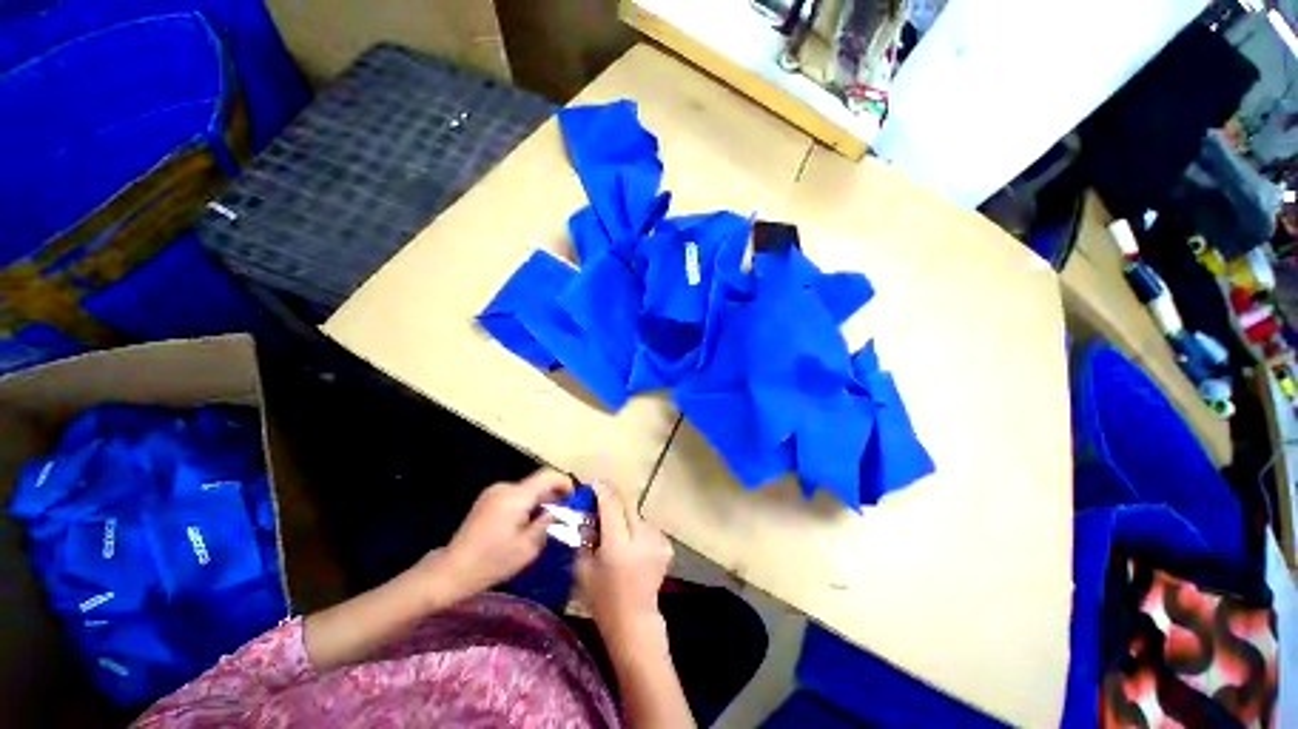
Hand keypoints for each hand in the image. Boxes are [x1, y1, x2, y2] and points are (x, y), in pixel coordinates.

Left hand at [435, 469, 574, 600]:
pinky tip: (526, 522)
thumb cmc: (491, 562)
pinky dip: (526, 503)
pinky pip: (514, 495)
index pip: (547, 476)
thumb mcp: (527, 548)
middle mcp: (504, 488)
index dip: (564, 482)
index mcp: (516, 496)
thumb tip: (558, 511)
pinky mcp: (486, 500)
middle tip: (564, 512)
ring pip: (526, 490)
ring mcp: (493, 492)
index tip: (575, 496)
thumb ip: (547, 524)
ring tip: (547, 520)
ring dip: (539, 500)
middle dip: (553, 495)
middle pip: (537, 483)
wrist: (450, 571)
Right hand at [576, 482, 673, 647]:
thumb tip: (587, 513)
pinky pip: (647, 527)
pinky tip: (631, 544)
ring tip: (616, 531)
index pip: (612, 505)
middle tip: (601, 501)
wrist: (634, 621)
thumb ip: (585, 536)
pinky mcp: (666, 546)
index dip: (602, 491)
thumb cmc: (603, 599)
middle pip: (628, 503)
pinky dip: (637, 529)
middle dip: (614, 498)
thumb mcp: (583, 568)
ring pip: (637, 515)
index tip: (594, 484)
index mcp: (618, 545)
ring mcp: (657, 541)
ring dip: (625, 516)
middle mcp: (641, 538)